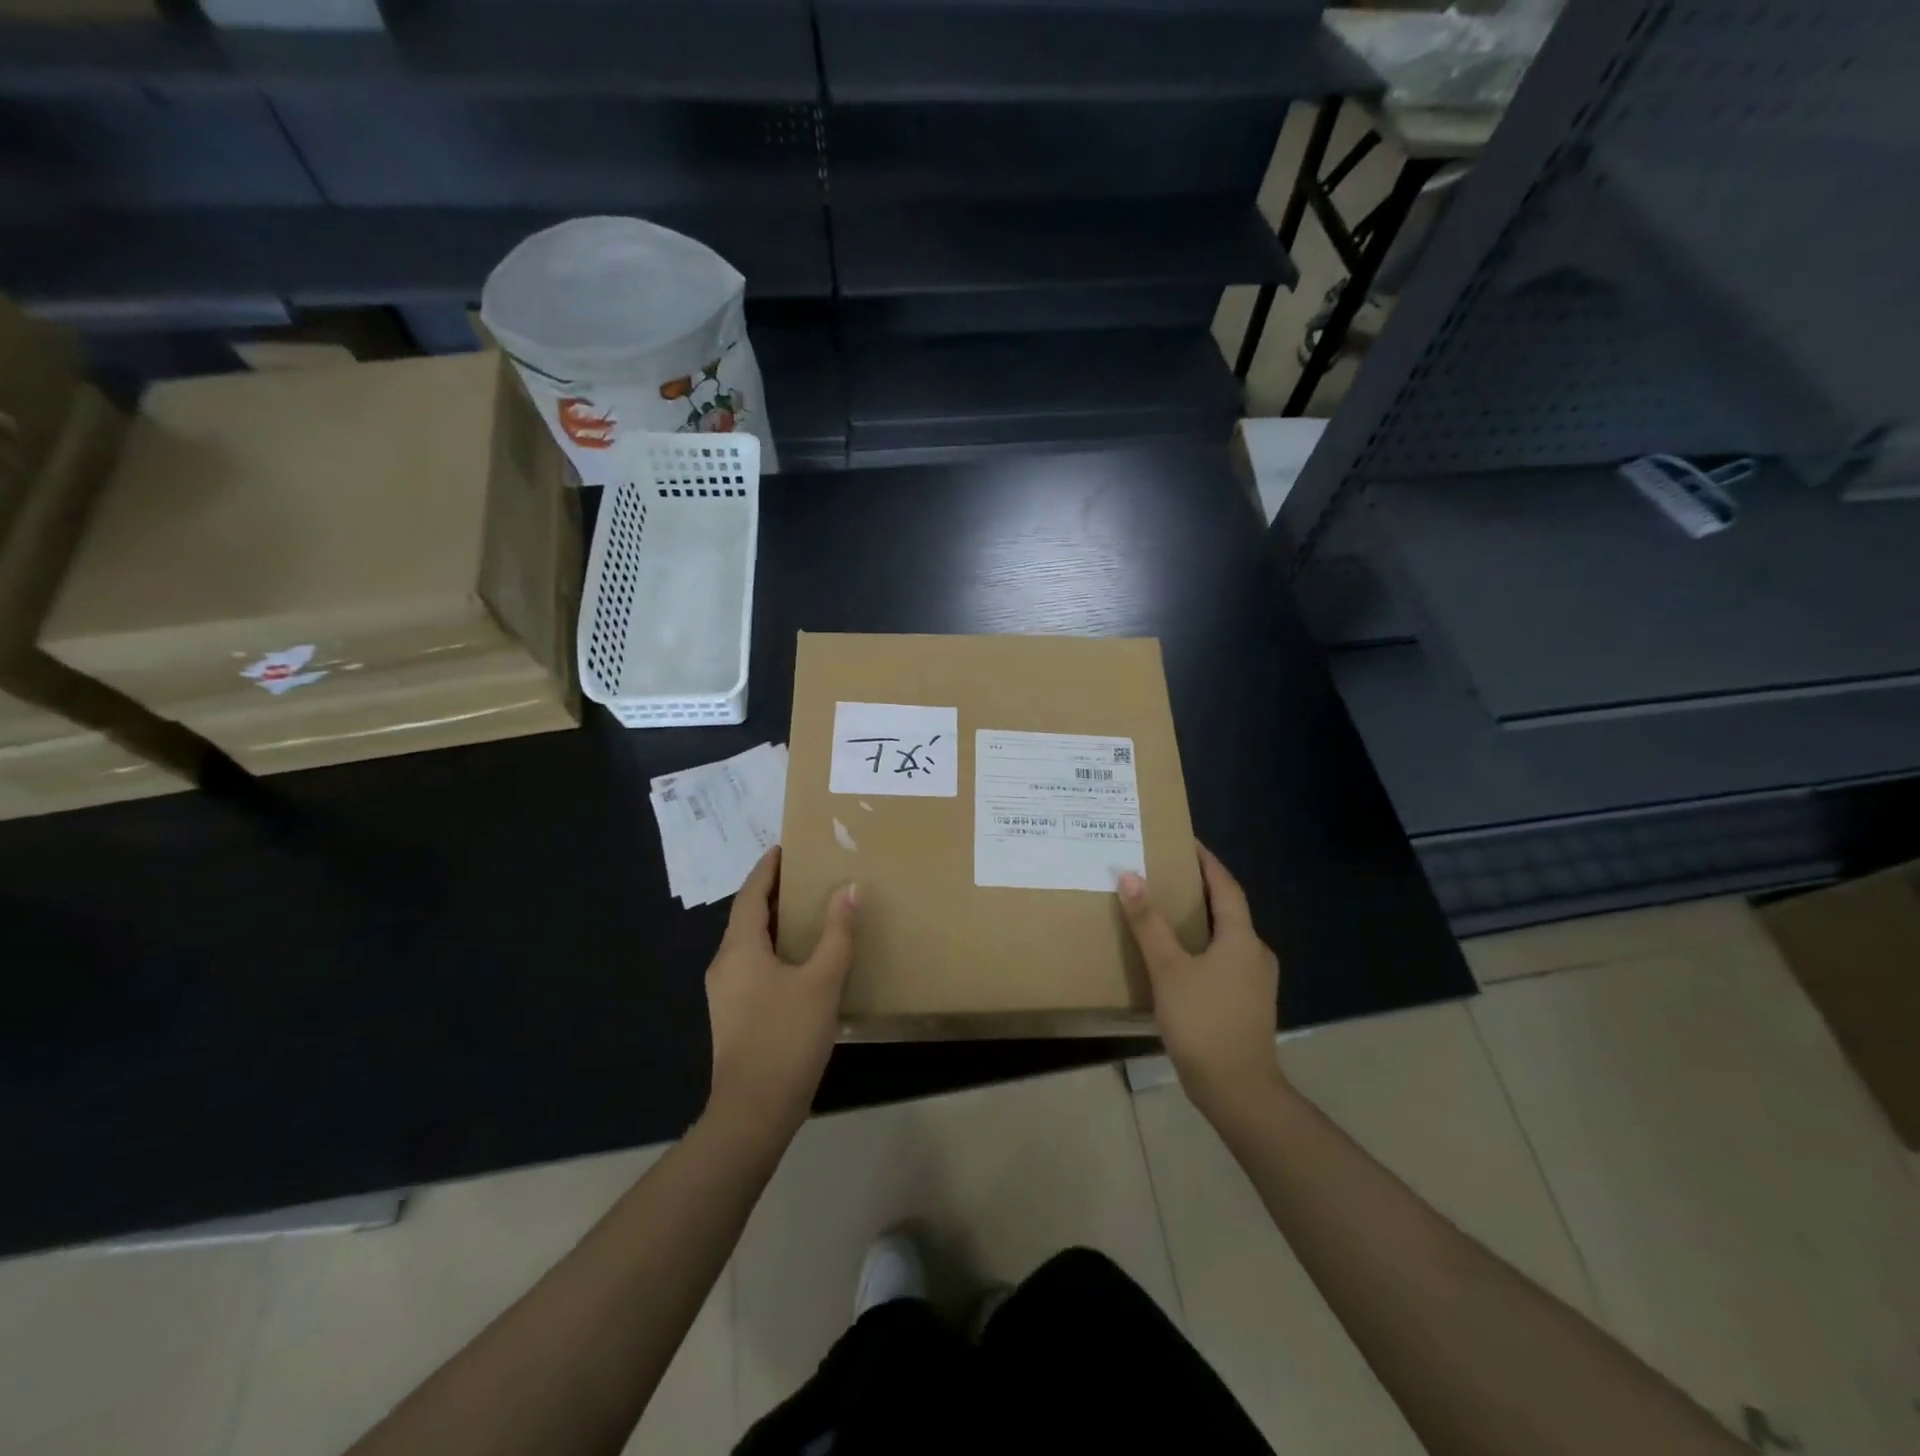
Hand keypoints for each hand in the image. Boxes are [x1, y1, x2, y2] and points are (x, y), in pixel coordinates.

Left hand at [703, 847, 856, 1143]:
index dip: (767, 869)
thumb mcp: (822, 982)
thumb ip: (837, 934)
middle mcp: (725, 965)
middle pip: (748, 916)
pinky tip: (802, 961)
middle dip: (775, 893)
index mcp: (739, 949)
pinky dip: (776, 950)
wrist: (753, 1112)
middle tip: (808, 876)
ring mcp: (726, 993)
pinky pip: (754, 966)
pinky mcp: (734, 1016)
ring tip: (810, 912)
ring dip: (776, 923)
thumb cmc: (786, 1038)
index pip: (750, 894)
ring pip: (751, 943)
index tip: (785, 848)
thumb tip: (849, 889)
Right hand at [1118, 843, 1283, 1124]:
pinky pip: (1225, 959)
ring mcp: (1256, 981)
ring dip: (1202, 919)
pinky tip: (1180, 957)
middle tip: (1168, 872)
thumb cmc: (1203, 1023)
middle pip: (1229, 910)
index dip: (1207, 862)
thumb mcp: (1168, 969)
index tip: (1187, 841)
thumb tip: (1130, 875)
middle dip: (1201, 888)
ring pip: (1227, 936)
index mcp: (1242, 939)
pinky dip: (1204, 946)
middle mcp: (1255, 953)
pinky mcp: (1248, 1003)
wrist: (1238, 1091)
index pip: (1226, 886)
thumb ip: (1148, 923)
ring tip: (1168, 910)